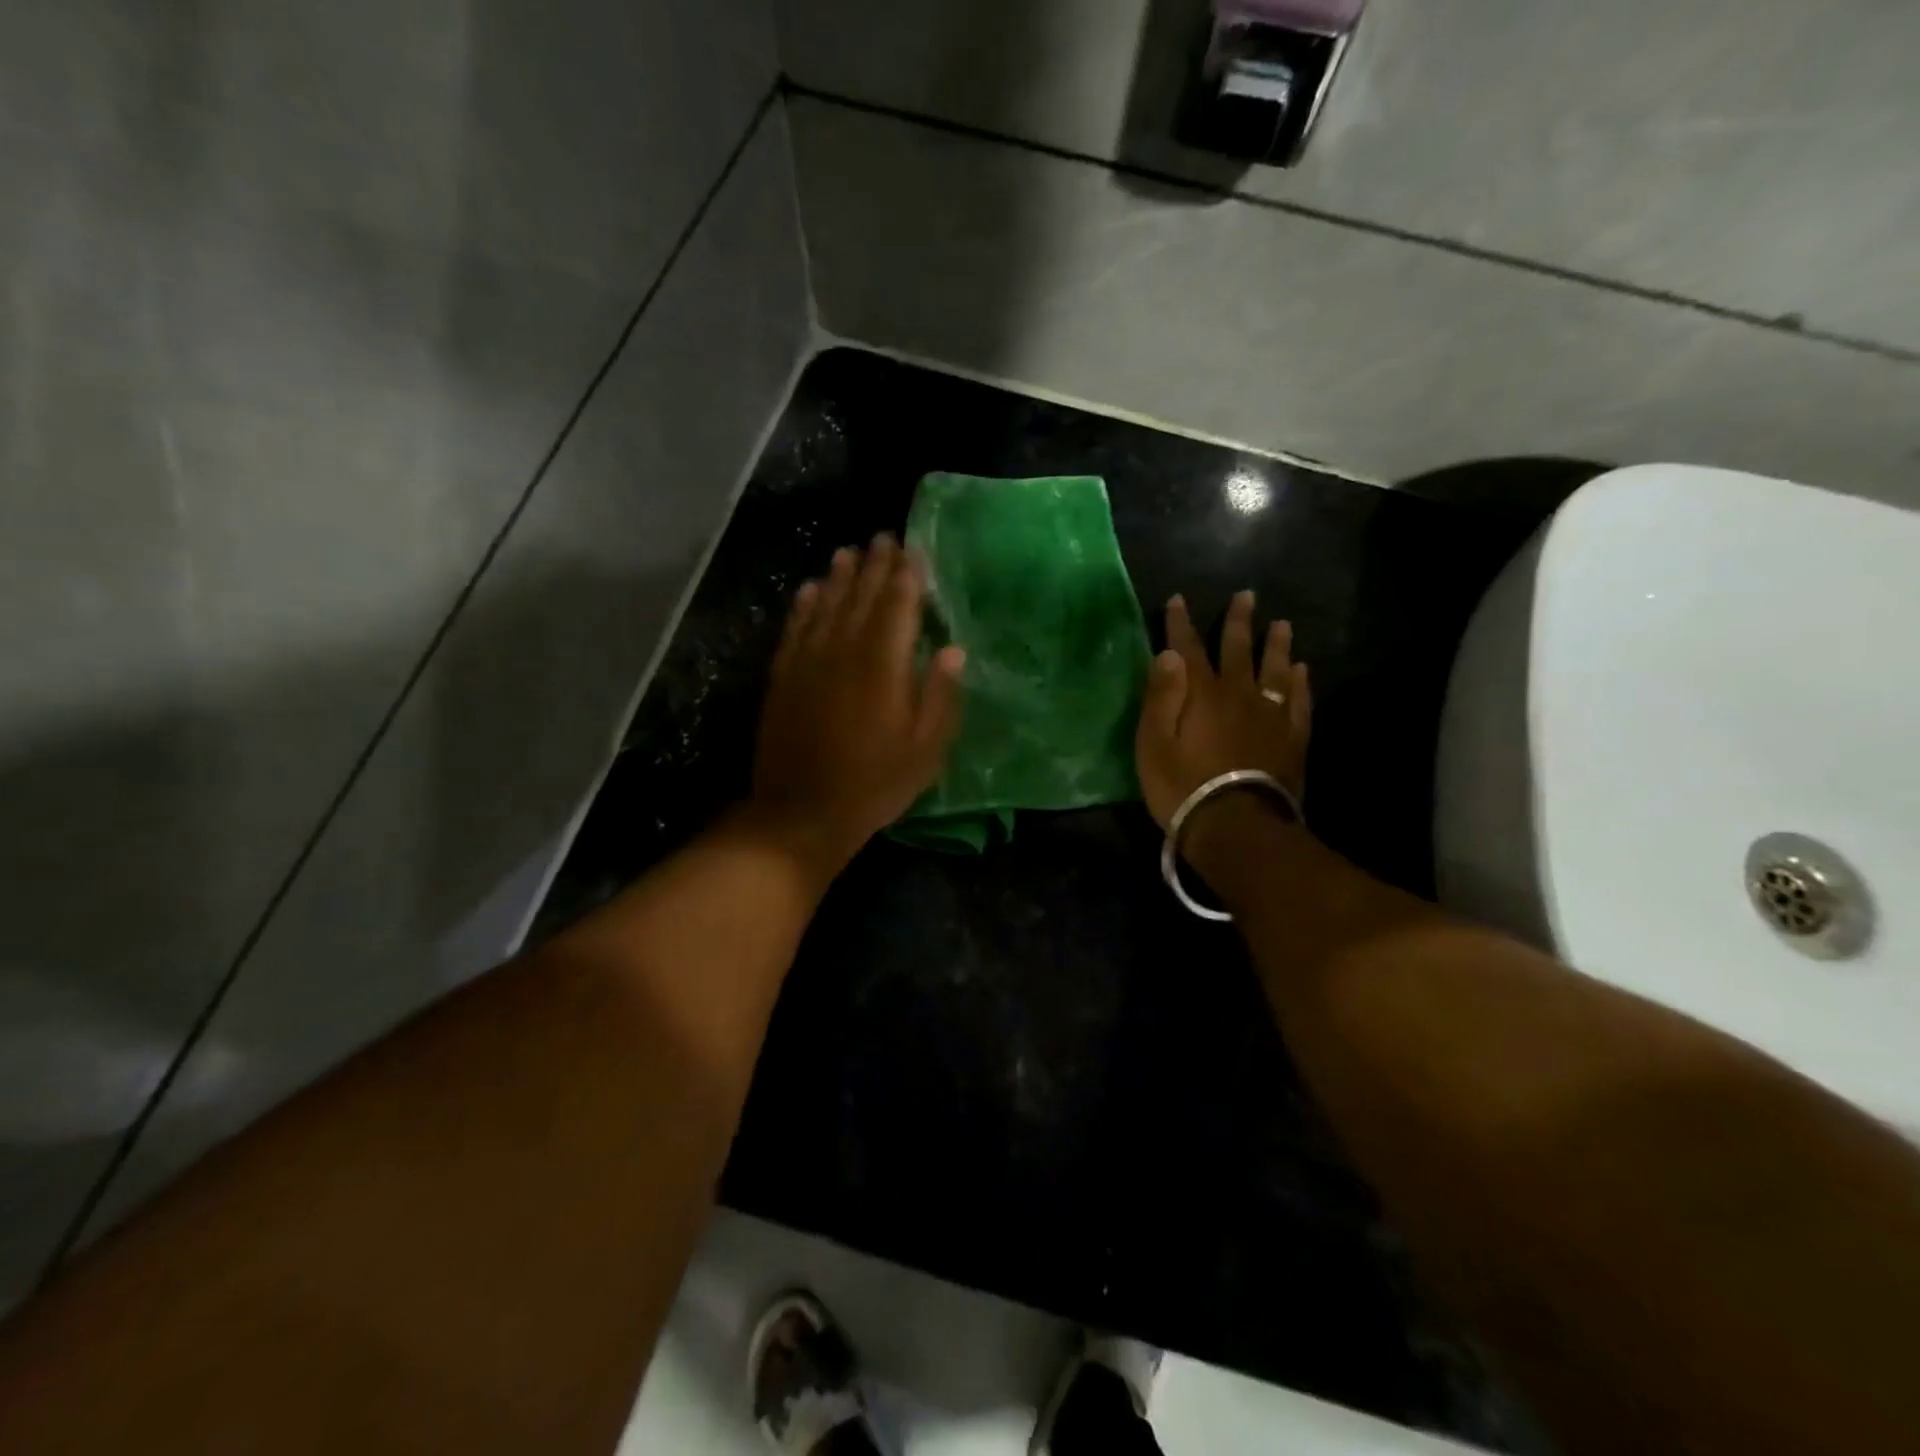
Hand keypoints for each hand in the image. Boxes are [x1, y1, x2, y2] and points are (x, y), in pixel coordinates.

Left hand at [749, 535, 965, 874]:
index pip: (898, 607)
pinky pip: (794, 629)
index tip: (913, 550)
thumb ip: (940, 696)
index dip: (907, 576)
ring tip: (848, 553)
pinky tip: (808, 590)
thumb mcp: (925, 750)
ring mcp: (808, 662)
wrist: (801, 813)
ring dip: (838, 577)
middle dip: (874, 566)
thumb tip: (953, 651)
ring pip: (825, 606)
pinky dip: (803, 606)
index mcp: (883, 665)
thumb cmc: (874, 784)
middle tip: (883, 538)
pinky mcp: (783, 677)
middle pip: (860, 597)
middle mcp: (843, 651)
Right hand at [1135, 590, 1311, 830]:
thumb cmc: (1182, 786)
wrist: (1236, 826)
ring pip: (1275, 670)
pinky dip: (1299, 683)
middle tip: (1246, 596)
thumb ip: (1161, 696)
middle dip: (1238, 622)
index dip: (1181, 623)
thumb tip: (1169, 653)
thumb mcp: (1153, 743)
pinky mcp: (1291, 739)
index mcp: (1202, 694)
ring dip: (1276, 645)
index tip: (1178, 599)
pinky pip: (1298, 701)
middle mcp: (1239, 695)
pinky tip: (1301, 671)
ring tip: (1282, 624)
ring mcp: (1270, 716)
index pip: (1188, 649)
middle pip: (1239, 650)